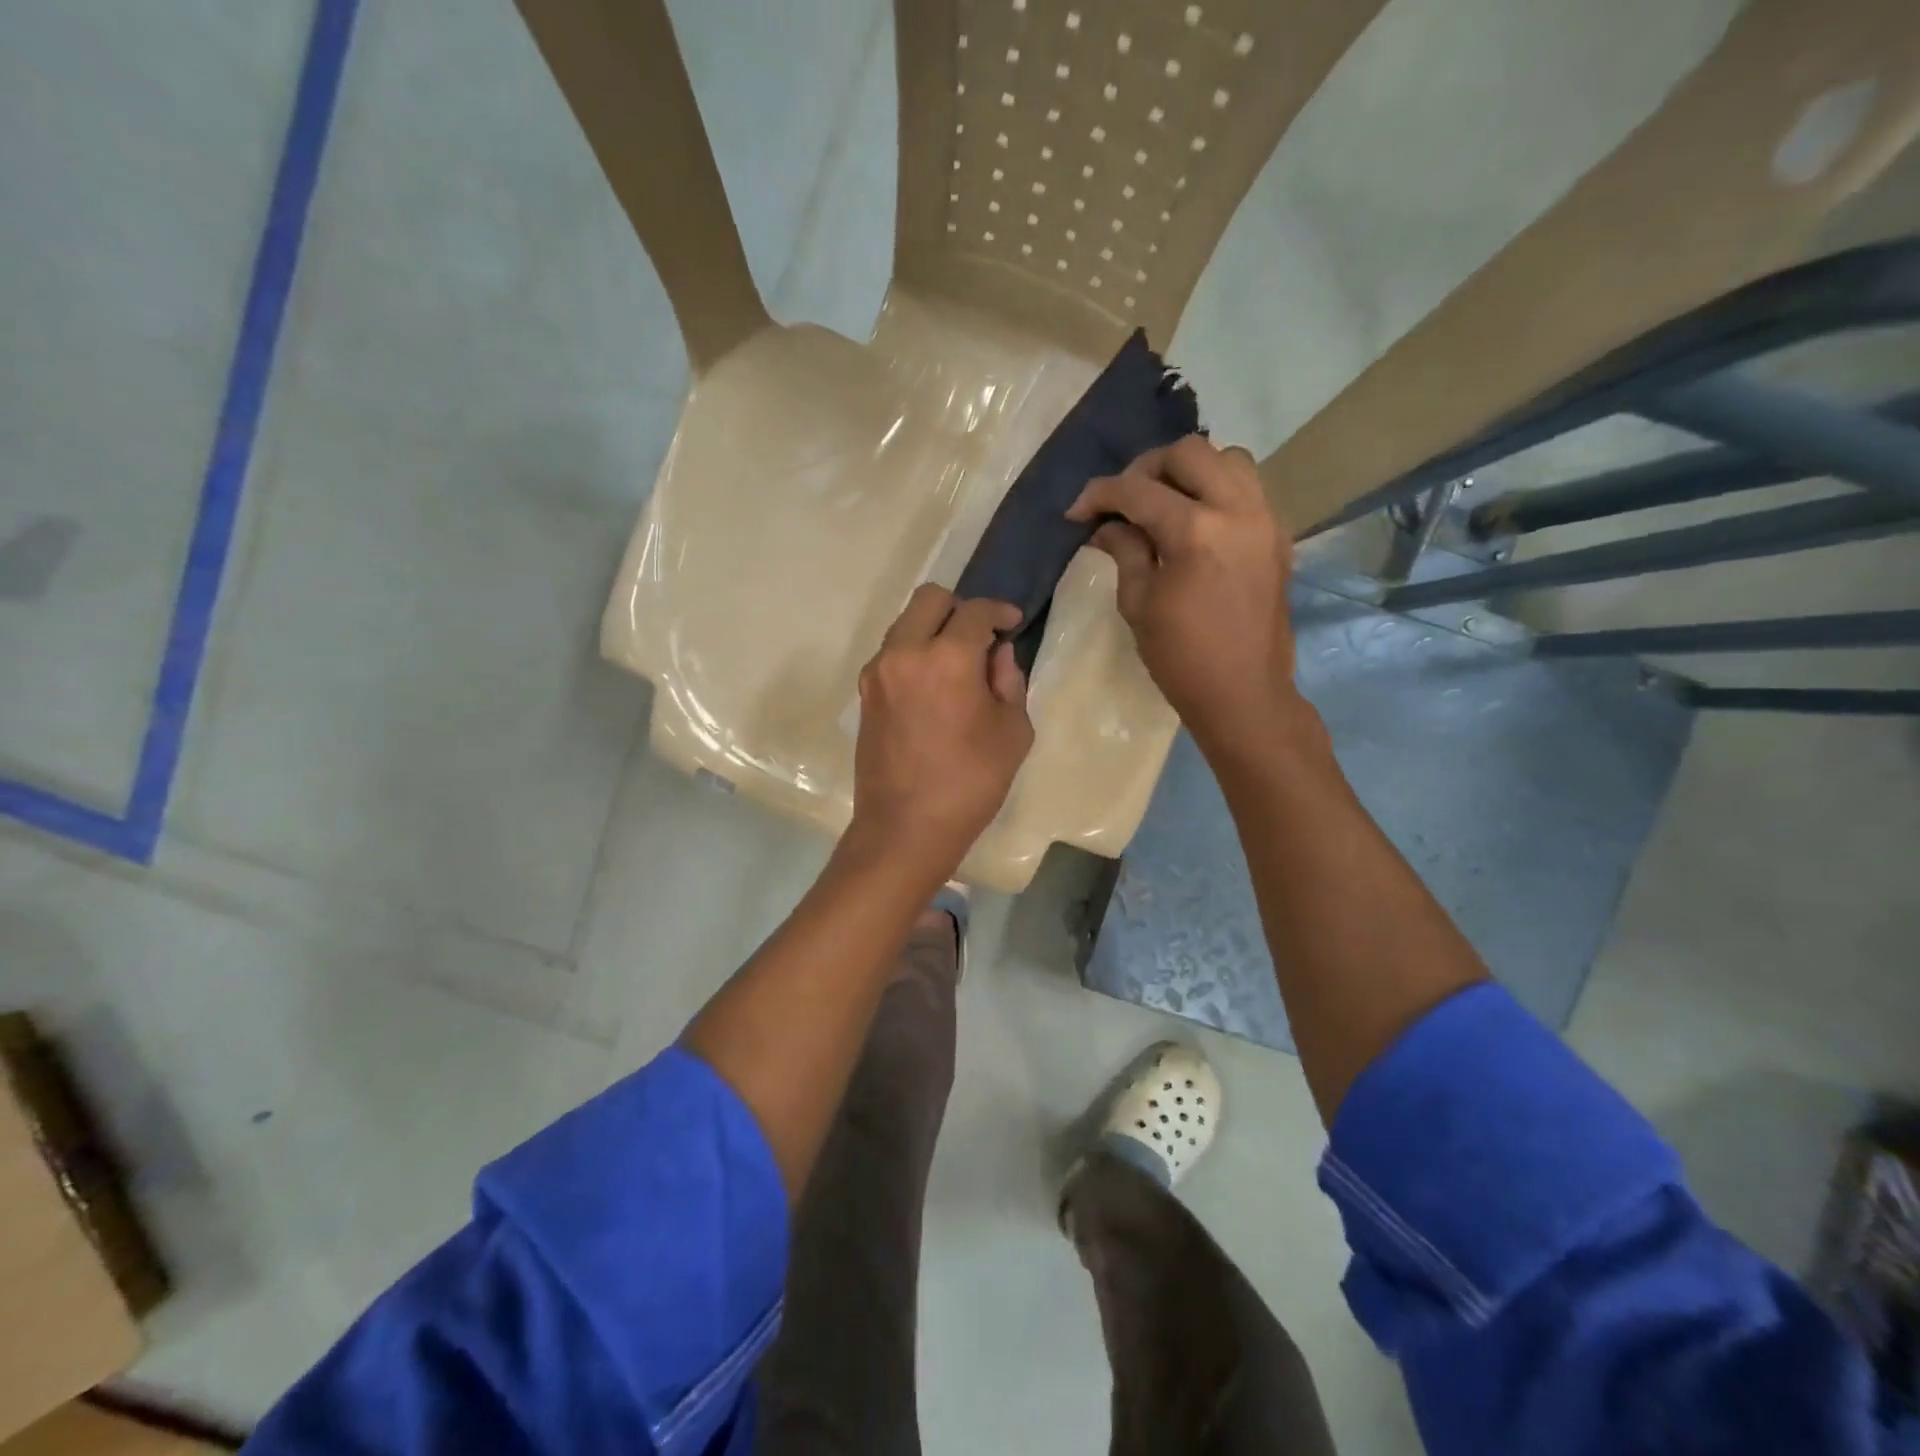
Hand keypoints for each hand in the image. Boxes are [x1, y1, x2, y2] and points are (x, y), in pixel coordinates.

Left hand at [848, 585, 1034, 878]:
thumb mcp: (1012, 732)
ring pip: (906, 623)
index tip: (1012, 622)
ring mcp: (878, 672)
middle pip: (930, 599)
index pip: (975, 611)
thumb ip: (1009, 681)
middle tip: (980, 637)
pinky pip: (893, 652)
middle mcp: (905, 652)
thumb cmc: (970, 783)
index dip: (999, 611)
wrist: (905, 828)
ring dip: (933, 629)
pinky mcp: (865, 693)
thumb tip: (996, 653)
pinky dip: (914, 652)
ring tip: (956, 663)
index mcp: (947, 659)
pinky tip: (933, 685)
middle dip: (959, 608)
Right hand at [1069, 435, 1297, 758]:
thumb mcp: (1138, 604)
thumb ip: (1125, 551)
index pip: (1138, 490)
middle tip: (1124, 501)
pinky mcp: (1277, 536)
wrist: (1243, 693)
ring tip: (1165, 503)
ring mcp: (1265, 520)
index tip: (1076, 512)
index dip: (1099, 495)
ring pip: (1228, 459)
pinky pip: (1248, 488)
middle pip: (1189, 452)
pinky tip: (1195, 523)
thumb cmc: (1181, 658)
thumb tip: (1107, 525)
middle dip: (1147, 469)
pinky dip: (1217, 490)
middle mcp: (1237, 511)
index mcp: (1195, 532)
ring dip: (1190, 472)